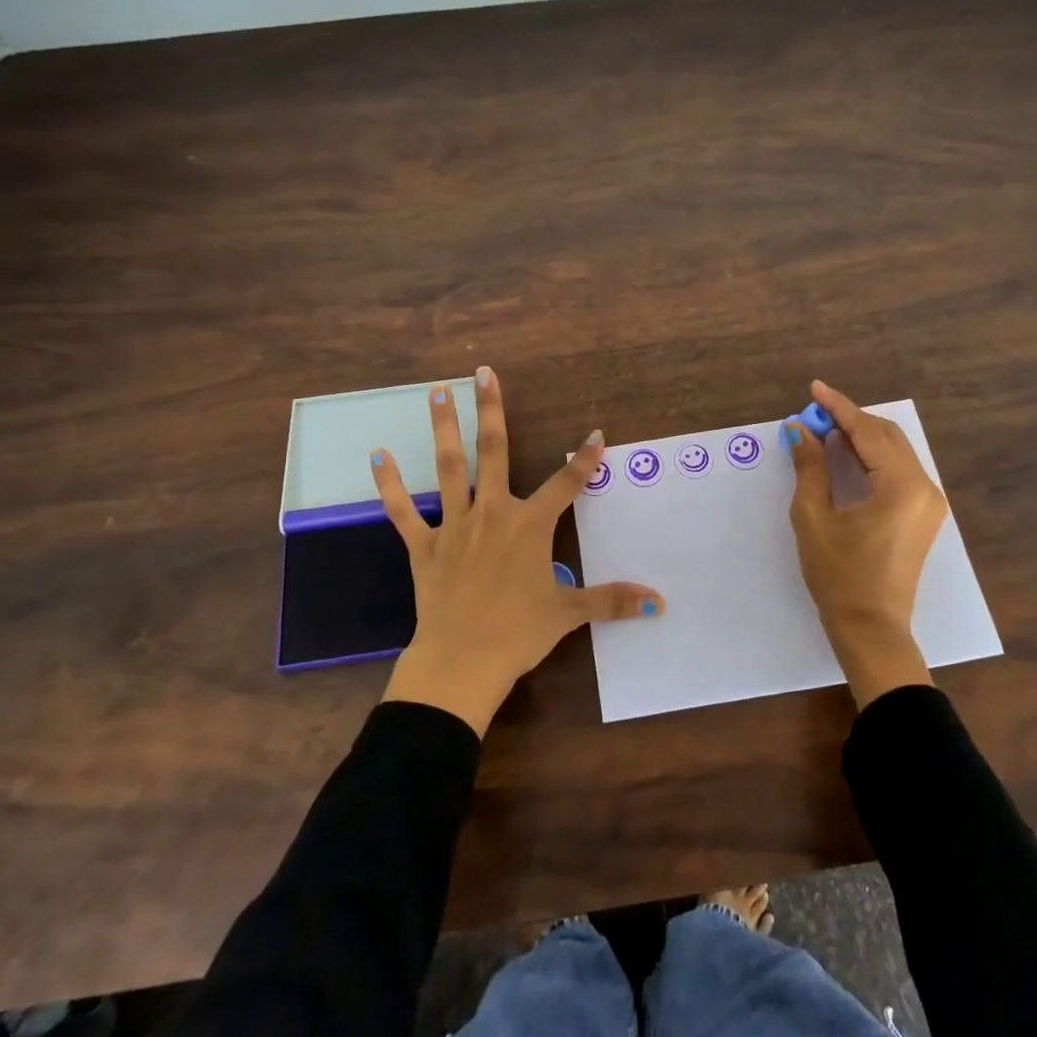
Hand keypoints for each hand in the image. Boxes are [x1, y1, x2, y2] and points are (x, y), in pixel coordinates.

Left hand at [372, 366, 664, 735]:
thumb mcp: (569, 614)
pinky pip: (403, 511)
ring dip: (444, 428)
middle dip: (491, 410)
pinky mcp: (423, 545)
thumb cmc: (518, 634)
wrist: (461, 663)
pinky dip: (389, 484)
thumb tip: (659, 602)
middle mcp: (492, 513)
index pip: (566, 484)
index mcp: (530, 526)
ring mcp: (454, 526)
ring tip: (438, 391)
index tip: (596, 434)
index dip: (585, 459)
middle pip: (494, 452)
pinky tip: (377, 456)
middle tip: (483, 373)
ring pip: (449, 467)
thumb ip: (612, 600)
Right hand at [786, 380, 946, 707]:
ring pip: (895, 451)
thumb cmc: (839, 575)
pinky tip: (847, 455)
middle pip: (887, 436)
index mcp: (901, 485)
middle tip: (814, 413)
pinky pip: (899, 470)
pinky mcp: (923, 515)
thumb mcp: (814, 517)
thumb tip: (800, 430)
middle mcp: (924, 487)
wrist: (872, 628)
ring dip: (862, 437)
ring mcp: (928, 502)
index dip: (838, 408)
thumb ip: (810, 467)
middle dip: (850, 420)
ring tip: (826, 430)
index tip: (814, 389)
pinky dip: (873, 457)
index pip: (868, 432)